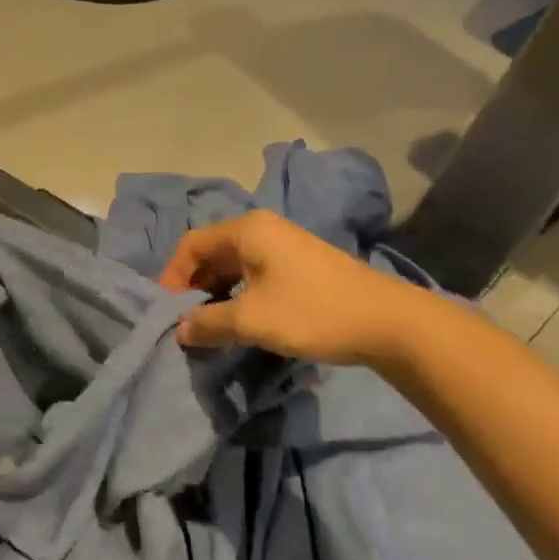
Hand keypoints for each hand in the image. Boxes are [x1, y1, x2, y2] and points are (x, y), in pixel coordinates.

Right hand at [157, 210, 423, 366]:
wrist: (389, 322)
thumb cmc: (312, 311)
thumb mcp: (252, 320)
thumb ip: (209, 322)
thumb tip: (180, 330)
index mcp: (246, 230)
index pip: (191, 244)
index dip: (173, 276)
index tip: (169, 311)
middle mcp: (262, 229)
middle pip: (211, 252)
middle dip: (194, 286)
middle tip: (187, 322)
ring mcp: (283, 245)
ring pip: (233, 265)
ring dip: (217, 293)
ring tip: (211, 326)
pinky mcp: (299, 265)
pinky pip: (254, 273)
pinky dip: (239, 294)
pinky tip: (241, 321)